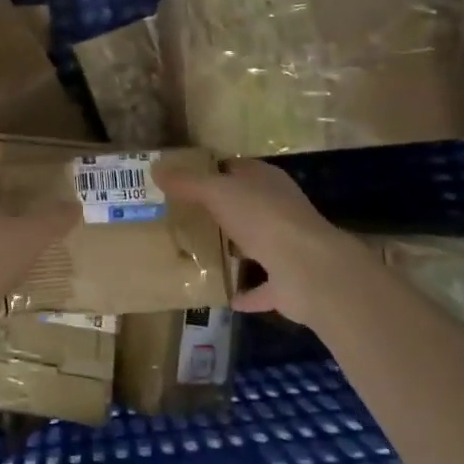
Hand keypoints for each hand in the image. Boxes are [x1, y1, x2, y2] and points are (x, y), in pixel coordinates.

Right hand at [157, 160, 371, 325]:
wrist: (309, 270)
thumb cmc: (263, 218)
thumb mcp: (217, 192)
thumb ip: (187, 182)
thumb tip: (155, 168)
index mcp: (265, 181)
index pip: (234, 168)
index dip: (209, 171)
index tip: (179, 182)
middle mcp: (279, 209)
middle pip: (243, 206)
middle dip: (217, 211)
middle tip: (179, 218)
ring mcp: (286, 246)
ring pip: (253, 244)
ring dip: (232, 250)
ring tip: (196, 254)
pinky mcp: (288, 283)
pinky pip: (261, 287)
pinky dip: (245, 291)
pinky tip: (221, 295)